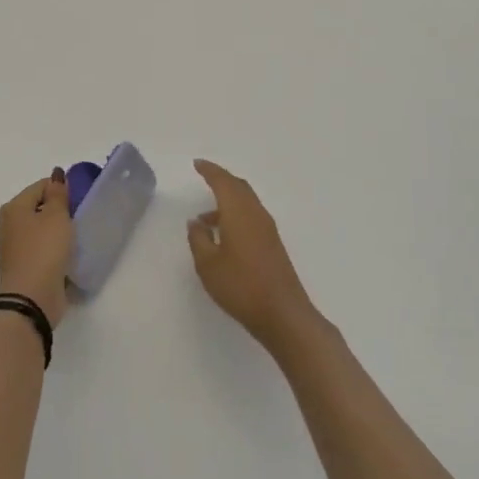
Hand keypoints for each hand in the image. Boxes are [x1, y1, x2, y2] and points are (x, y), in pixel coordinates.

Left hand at [0, 170, 73, 326]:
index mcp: (13, 208)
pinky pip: (40, 251)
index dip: (61, 189)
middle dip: (58, 211)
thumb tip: (56, 174)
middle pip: (37, 208)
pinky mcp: (22, 269)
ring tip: (75, 238)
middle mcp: (8, 226)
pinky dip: (51, 251)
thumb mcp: (56, 216)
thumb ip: (58, 194)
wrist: (31, 298)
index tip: (79, 201)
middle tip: (79, 219)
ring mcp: (13, 249)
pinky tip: (66, 257)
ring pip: (38, 232)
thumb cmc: (44, 250)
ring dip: (55, 233)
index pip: (40, 186)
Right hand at [187, 160, 319, 354]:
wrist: (282, 313)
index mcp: (239, 212)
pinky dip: (235, 215)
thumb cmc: (240, 286)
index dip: (210, 171)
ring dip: (227, 201)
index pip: (223, 182)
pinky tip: (223, 235)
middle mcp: (256, 214)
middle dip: (221, 180)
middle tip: (204, 178)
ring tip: (204, 219)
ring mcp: (267, 229)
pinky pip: (251, 216)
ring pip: (246, 202)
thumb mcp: (208, 264)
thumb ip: (199, 239)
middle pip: (239, 187)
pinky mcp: (272, 244)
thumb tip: (196, 222)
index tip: (197, 164)